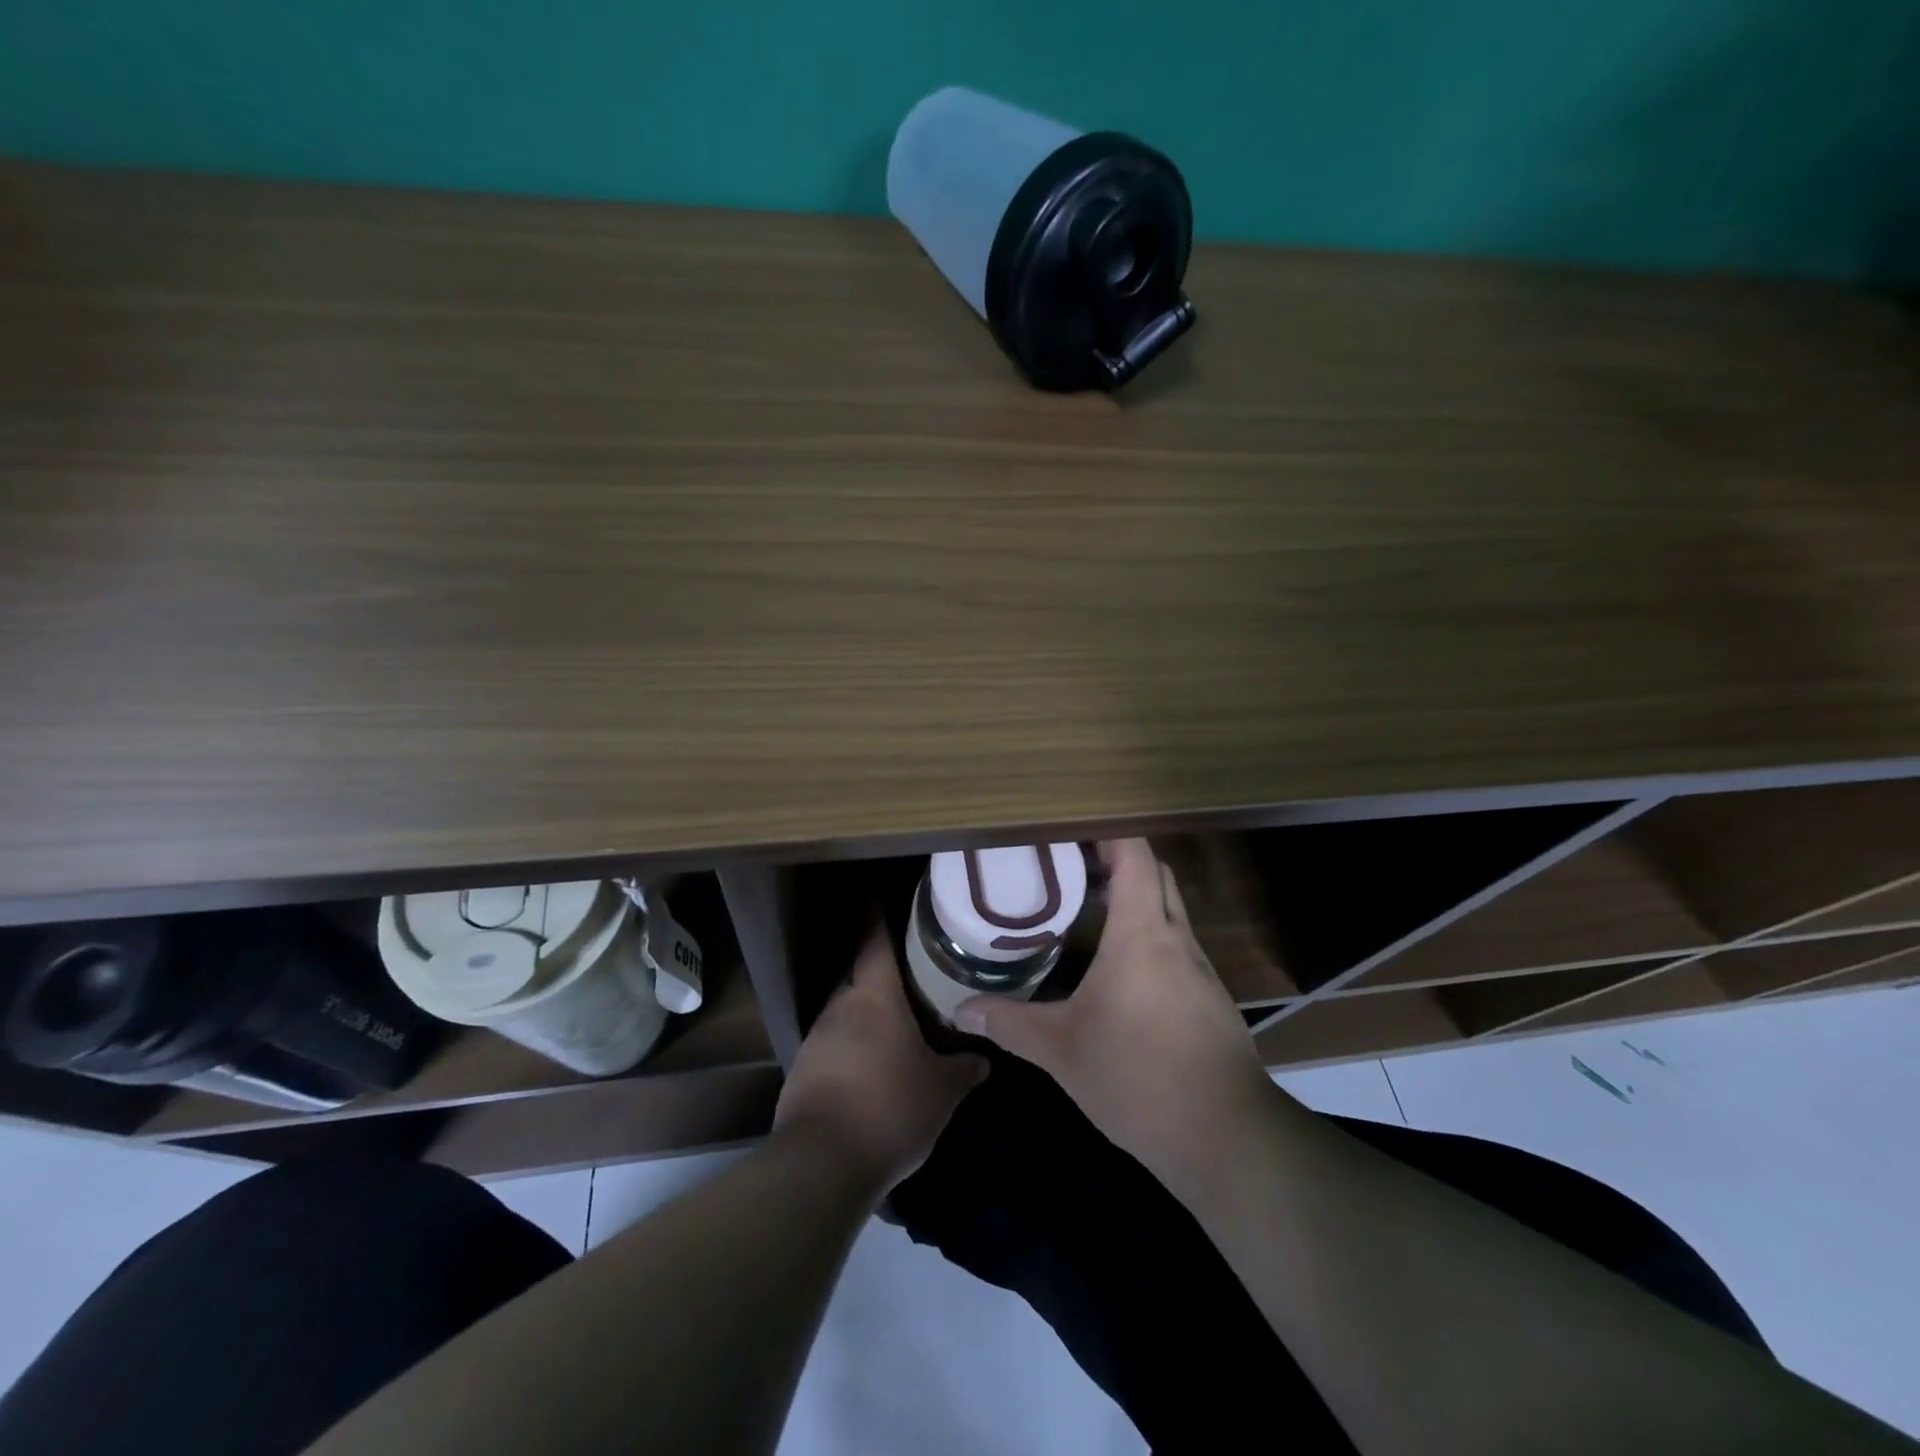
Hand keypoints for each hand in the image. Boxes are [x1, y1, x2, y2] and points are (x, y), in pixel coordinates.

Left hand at [774, 926, 987, 1195]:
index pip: (875, 941)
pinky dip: (852, 1046)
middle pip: (861, 975)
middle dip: (883, 973)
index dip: (878, 914)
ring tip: (897, 1024)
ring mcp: (816, 1038)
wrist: (821, 1164)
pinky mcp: (802, 1070)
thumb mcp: (941, 1091)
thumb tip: (983, 1059)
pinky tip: (871, 1067)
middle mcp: (840, 1006)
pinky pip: (833, 1043)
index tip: (882, 894)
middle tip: (913, 974)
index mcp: (874, 997)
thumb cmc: (890, 1108)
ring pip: (846, 1011)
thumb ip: (963, 1069)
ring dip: (868, 1014)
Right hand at [952, 839, 1270, 1183]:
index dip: (1107, 834)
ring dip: (1135, 902)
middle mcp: (1177, 939)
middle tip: (1070, 869)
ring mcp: (1201, 970)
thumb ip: (1010, 1023)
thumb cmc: (1138, 1077)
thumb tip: (960, 1012)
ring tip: (1087, 915)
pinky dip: (1149, 939)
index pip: (1136, 855)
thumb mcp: (1061, 1050)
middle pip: (1156, 874)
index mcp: (1143, 934)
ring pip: (1169, 912)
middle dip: (1118, 861)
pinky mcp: (1210, 1000)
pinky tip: (1120, 974)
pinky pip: (1177, 948)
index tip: (1069, 834)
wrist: (1226, 1138)